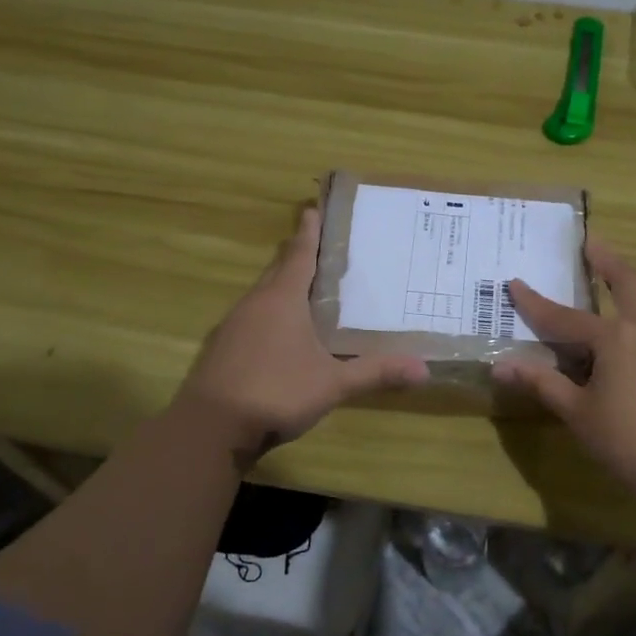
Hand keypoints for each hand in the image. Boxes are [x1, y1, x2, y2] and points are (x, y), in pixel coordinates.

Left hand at [175, 207, 427, 463]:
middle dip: (297, 256)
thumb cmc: (277, 391)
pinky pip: (251, 317)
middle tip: (321, 248)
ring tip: (305, 288)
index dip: (309, 232)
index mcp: (282, 299)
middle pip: (278, 269)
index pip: (300, 254)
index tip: (313, 209)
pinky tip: (279, 333)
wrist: (210, 427)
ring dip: (282, 285)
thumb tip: (424, 369)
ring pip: (262, 294)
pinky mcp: (221, 348)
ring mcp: (233, 325)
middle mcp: (255, 303)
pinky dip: (268, 313)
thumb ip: (376, 373)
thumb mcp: (333, 384)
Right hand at [495, 241, 635, 511]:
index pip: (565, 317)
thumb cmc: (628, 442)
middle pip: (627, 282)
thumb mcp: (578, 413)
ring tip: (619, 269)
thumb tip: (501, 366)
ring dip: (633, 278)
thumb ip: (542, 383)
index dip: (536, 303)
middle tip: (592, 241)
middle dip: (607, 260)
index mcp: (616, 338)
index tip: (515, 283)